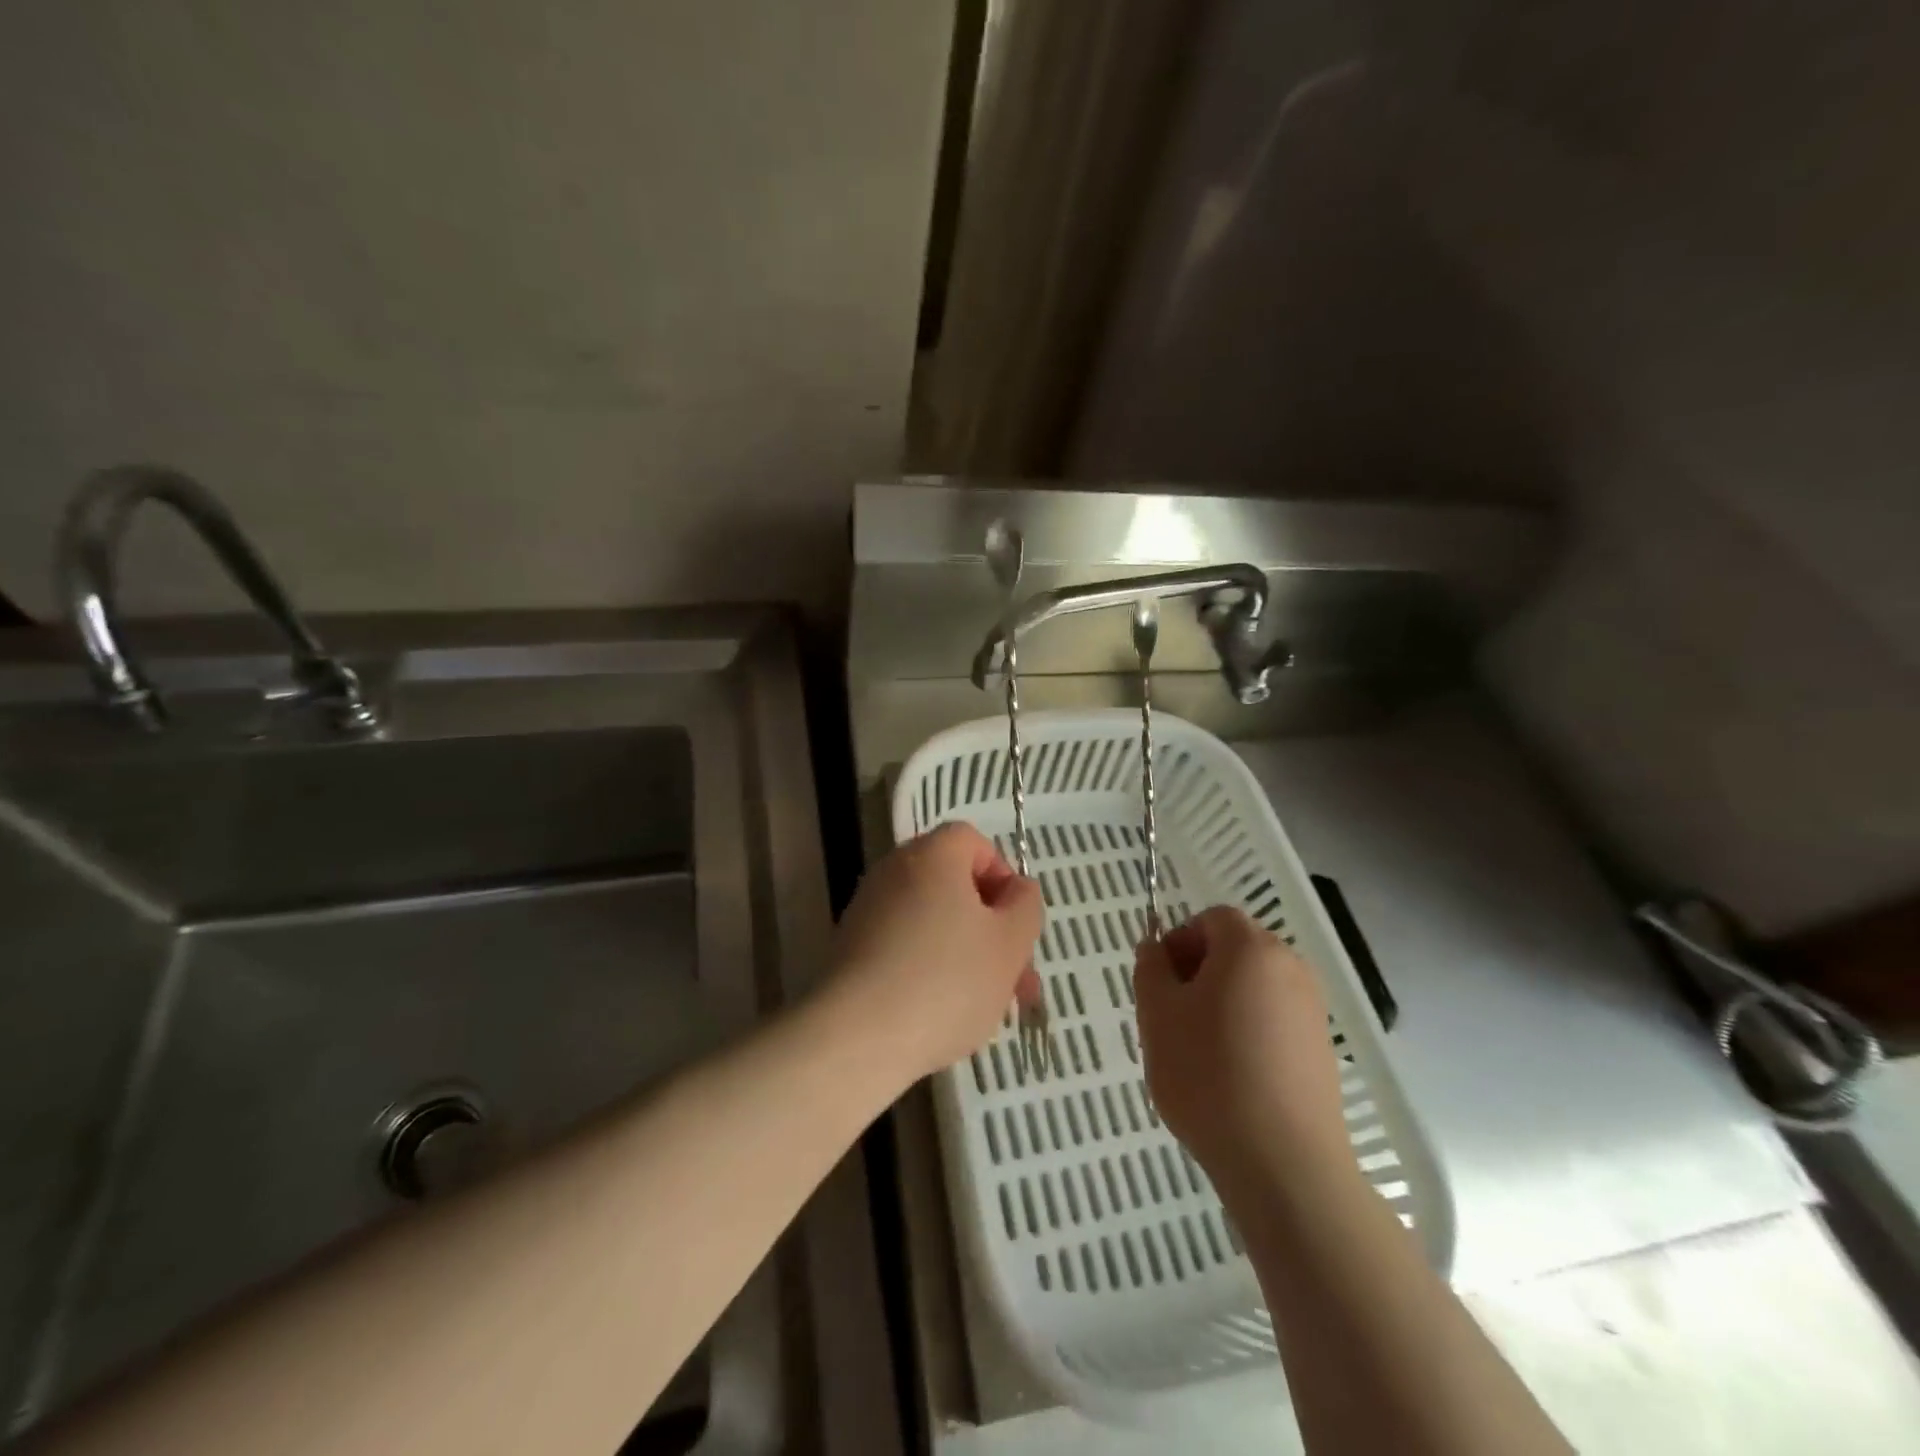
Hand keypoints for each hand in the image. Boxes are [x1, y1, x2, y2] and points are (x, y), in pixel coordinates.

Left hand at [826, 823, 1043, 1087]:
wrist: (856, 1037)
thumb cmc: (946, 981)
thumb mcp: (1009, 943)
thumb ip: (1025, 906)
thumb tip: (1016, 890)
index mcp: (932, 855)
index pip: (973, 842)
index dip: (1003, 877)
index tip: (1016, 923)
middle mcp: (894, 870)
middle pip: (954, 886)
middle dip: (992, 929)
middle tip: (1017, 980)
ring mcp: (867, 910)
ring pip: (933, 922)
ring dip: (966, 954)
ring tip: (988, 1008)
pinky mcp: (851, 949)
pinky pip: (904, 947)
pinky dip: (929, 970)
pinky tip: (943, 1015)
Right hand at [1134, 906, 1353, 1200]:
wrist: (1283, 1163)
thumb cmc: (1208, 1074)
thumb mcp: (1157, 1014)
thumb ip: (1151, 968)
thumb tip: (1155, 948)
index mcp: (1251, 948)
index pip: (1212, 919)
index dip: (1179, 940)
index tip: (1159, 982)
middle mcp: (1290, 968)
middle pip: (1236, 949)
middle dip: (1198, 971)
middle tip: (1171, 1015)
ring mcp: (1312, 1010)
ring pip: (1254, 986)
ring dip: (1221, 1002)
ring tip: (1197, 1050)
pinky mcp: (1322, 1050)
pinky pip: (1274, 1019)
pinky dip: (1248, 1030)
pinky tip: (1230, 1075)